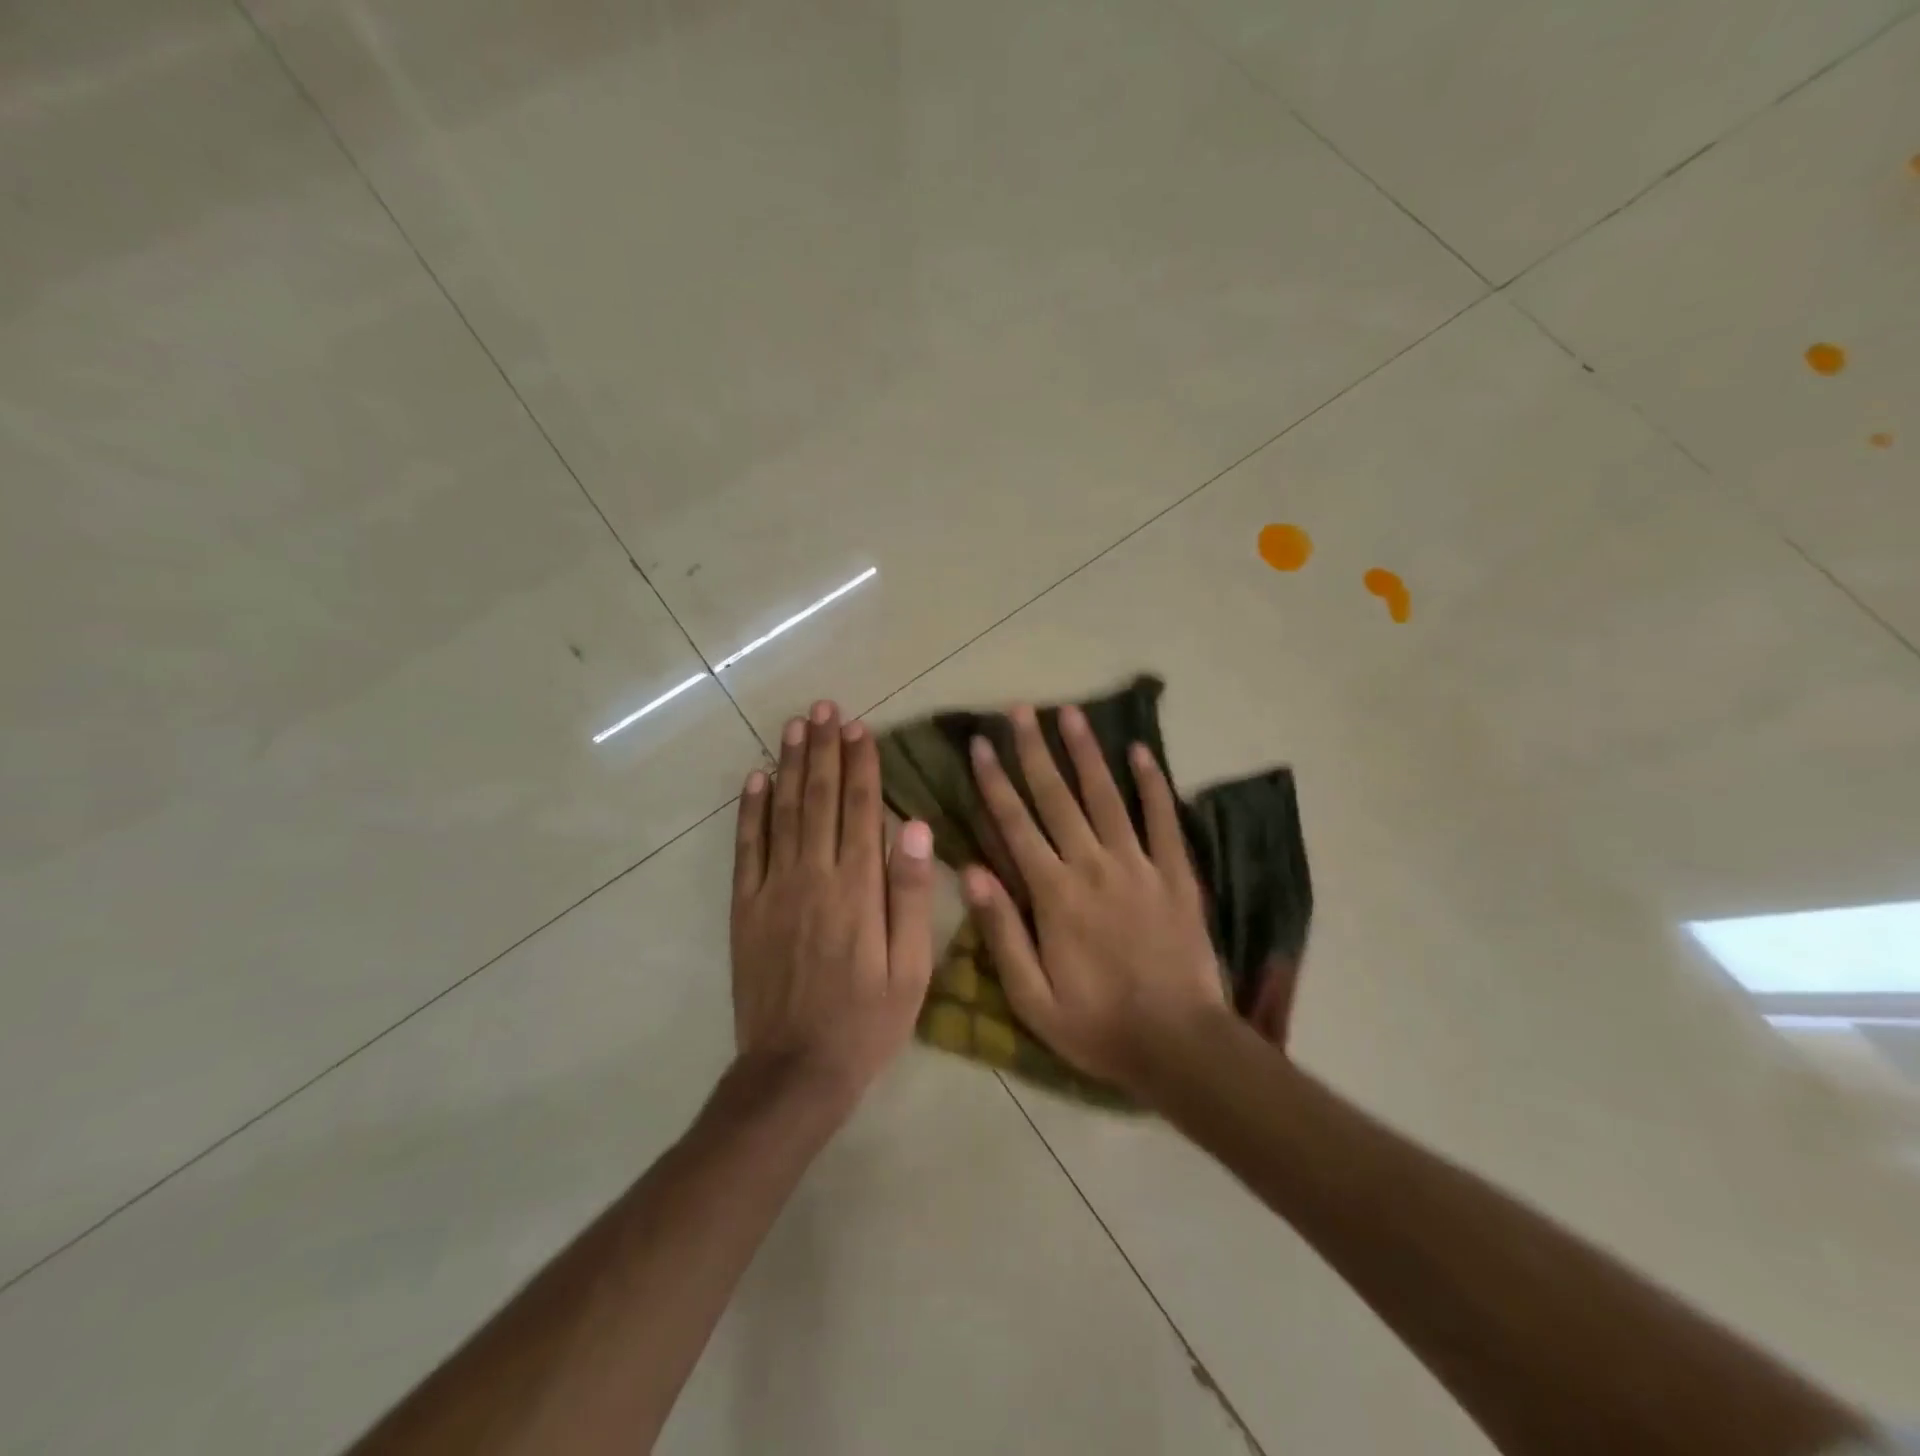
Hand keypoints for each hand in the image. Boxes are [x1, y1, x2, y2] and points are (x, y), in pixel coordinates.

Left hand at [730, 700, 935, 1112]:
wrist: (796, 1070)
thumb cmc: (867, 1020)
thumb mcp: (912, 967)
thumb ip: (912, 895)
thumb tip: (916, 827)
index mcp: (858, 888)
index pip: (860, 810)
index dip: (861, 765)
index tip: (861, 728)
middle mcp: (813, 876)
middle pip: (819, 799)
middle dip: (824, 750)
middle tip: (826, 708)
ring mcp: (773, 889)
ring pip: (782, 812)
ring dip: (789, 765)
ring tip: (796, 726)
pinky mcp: (744, 908)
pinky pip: (746, 848)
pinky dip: (750, 810)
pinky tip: (755, 779)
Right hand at [963, 704, 1227, 1098]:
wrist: (1180, 1044)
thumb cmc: (1097, 1025)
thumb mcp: (1032, 997)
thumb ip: (1001, 932)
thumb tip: (970, 871)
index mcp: (1055, 894)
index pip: (1016, 824)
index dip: (994, 781)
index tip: (979, 744)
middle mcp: (1094, 865)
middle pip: (1057, 797)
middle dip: (1034, 750)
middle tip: (1020, 709)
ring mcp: (1139, 865)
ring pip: (1106, 796)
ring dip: (1086, 752)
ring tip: (1070, 713)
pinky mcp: (1175, 874)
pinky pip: (1162, 819)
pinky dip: (1152, 783)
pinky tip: (1141, 751)